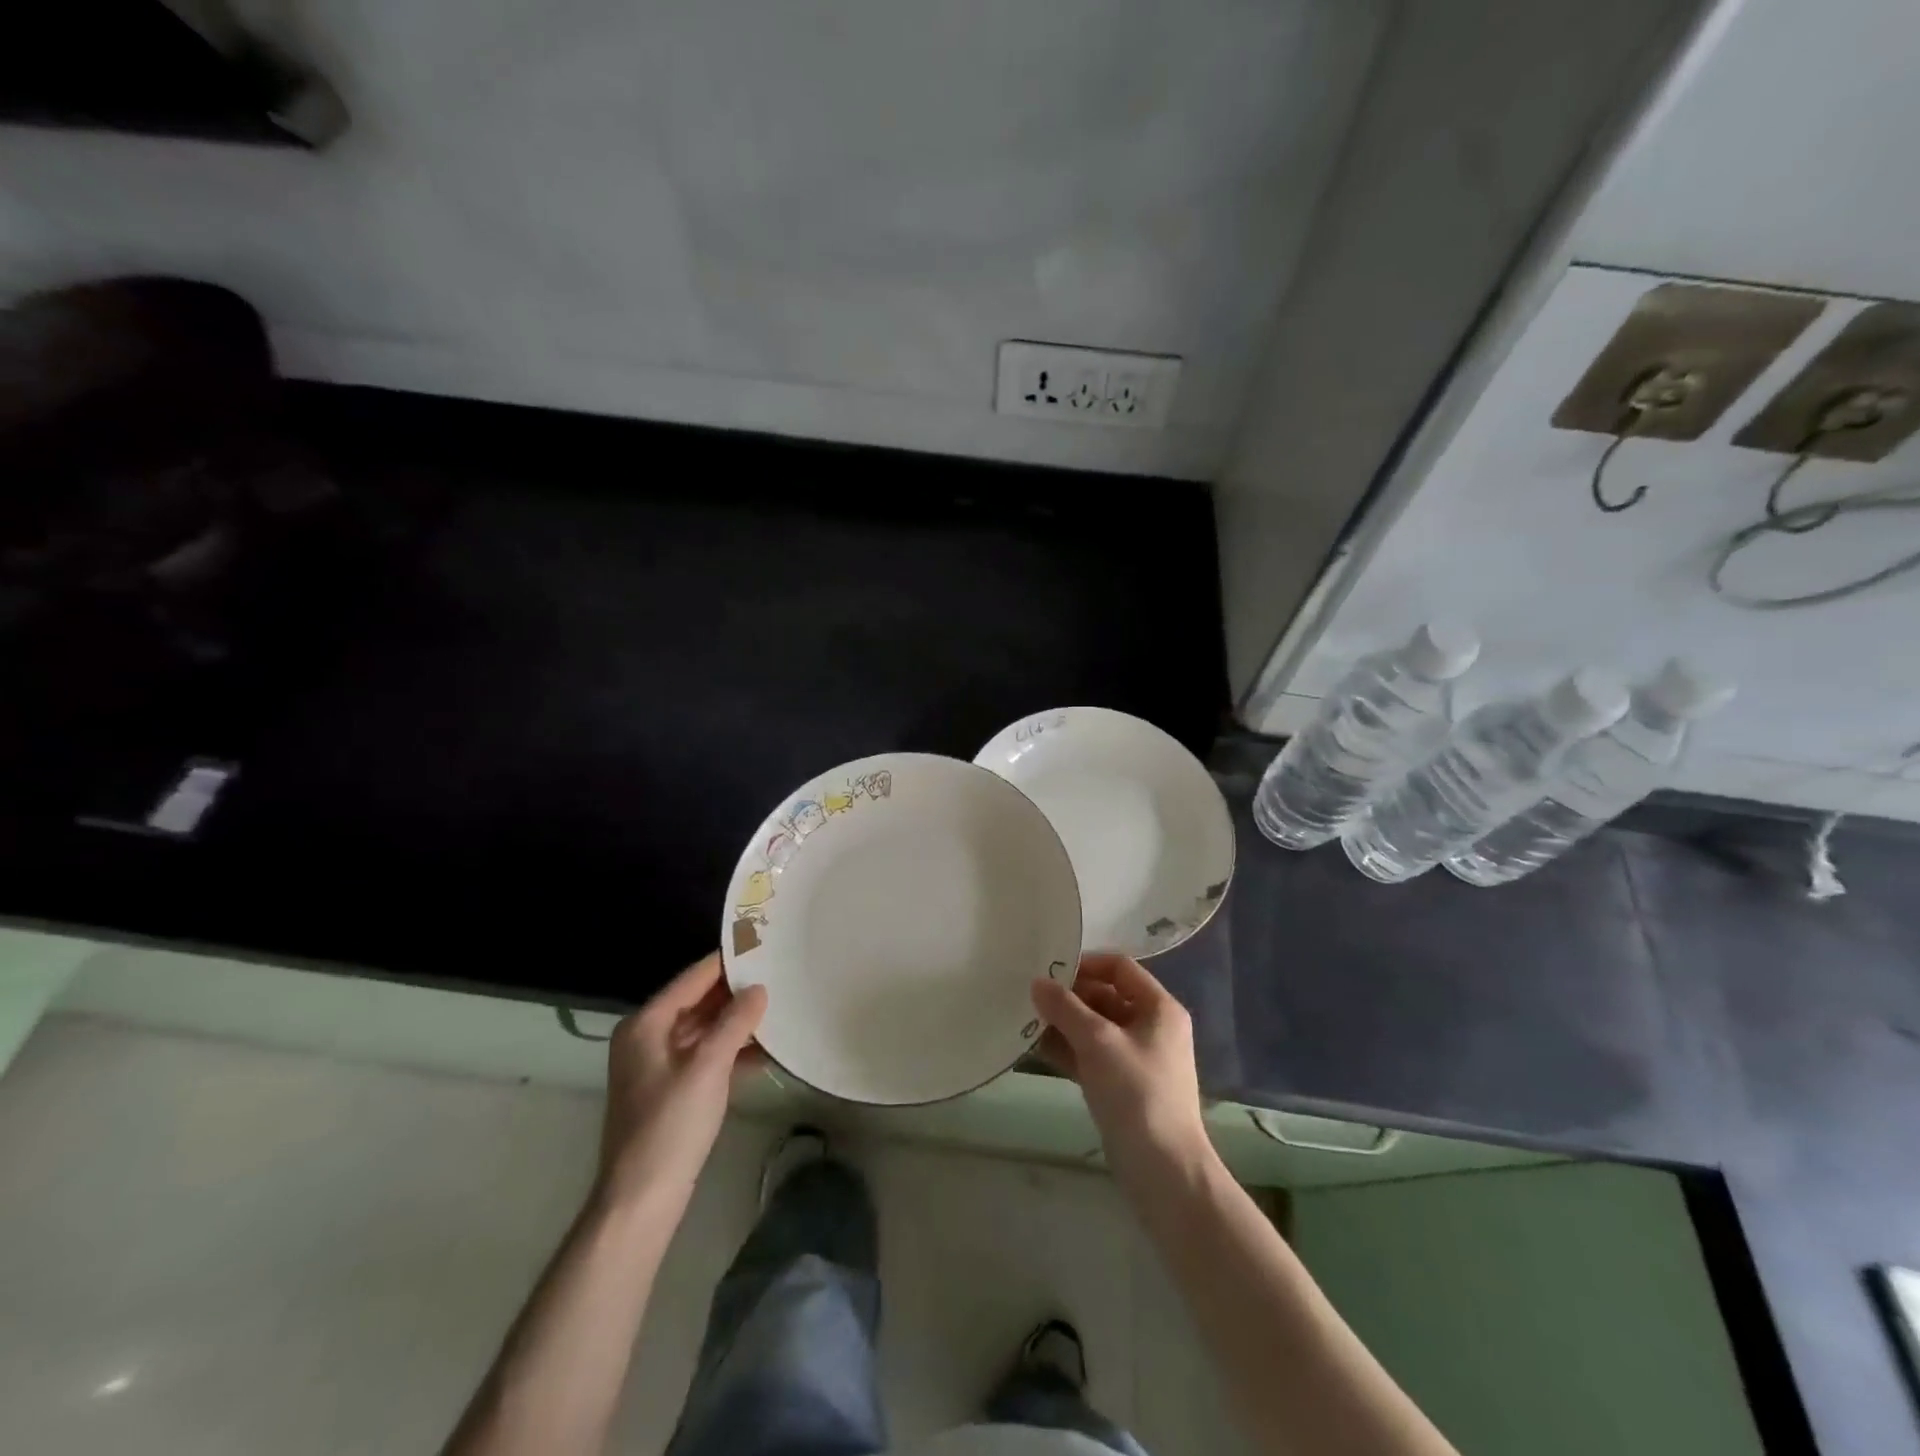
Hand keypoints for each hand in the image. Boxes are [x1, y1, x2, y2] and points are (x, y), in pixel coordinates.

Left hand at [595, 952, 767, 1213]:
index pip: (693, 978)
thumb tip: (759, 989)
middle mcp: (648, 1037)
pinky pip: (706, 1054)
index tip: (764, 944)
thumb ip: (735, 1023)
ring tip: (780, 1006)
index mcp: (646, 1024)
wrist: (641, 1200)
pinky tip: (767, 1049)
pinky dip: (732, 1049)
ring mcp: (659, 1064)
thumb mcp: (708, 1067)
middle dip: (736, 991)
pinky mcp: (673, 1088)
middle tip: (779, 974)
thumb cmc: (670, 1126)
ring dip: (738, 1021)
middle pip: (698, 1001)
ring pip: (705, 1029)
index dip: (727, 962)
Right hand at [1032, 952, 1212, 1182]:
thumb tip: (1037, 982)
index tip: (1049, 969)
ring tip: (1026, 1019)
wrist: (1163, 1170)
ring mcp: (1136, 1058)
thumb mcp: (1098, 1042)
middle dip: (1069, 996)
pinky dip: (1068, 1049)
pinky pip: (1091, 1055)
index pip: (1120, 967)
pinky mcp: (1122, 1085)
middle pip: (1106, 996)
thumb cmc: (1136, 1092)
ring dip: (1064, 1023)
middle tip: (1031, 996)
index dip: (1085, 963)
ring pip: (1095, 1027)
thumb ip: (1065, 1008)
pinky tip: (1036, 1047)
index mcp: (1158, 1008)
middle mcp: (1151, 1027)